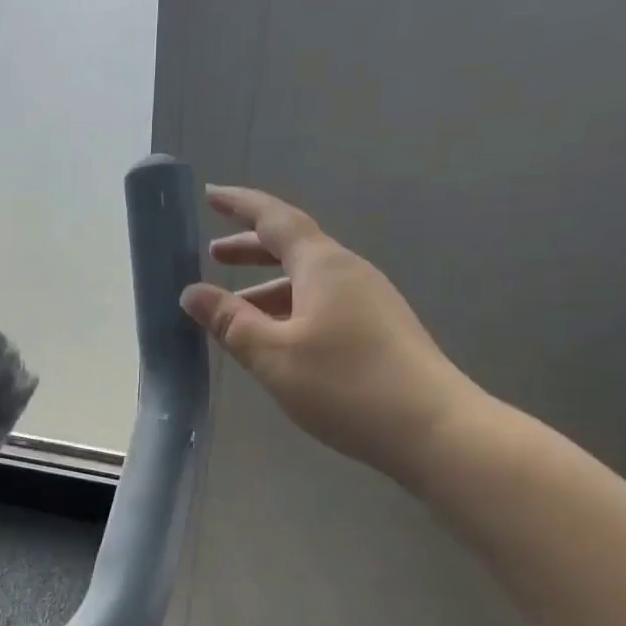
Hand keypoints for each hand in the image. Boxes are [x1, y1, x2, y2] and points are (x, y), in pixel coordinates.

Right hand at [179, 185, 482, 482]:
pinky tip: (275, 340)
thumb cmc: (346, 385)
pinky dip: (289, 309)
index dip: (241, 205)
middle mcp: (348, 273)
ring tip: (233, 309)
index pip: (275, 220)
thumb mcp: (273, 355)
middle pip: (293, 247)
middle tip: (213, 254)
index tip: (211, 195)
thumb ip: (230, 321)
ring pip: (307, 281)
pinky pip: (322, 304)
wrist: (434, 430)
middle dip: (250, 248)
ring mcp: (369, 301)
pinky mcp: (379, 330)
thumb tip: (191, 292)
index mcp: (323, 266)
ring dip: (267, 286)